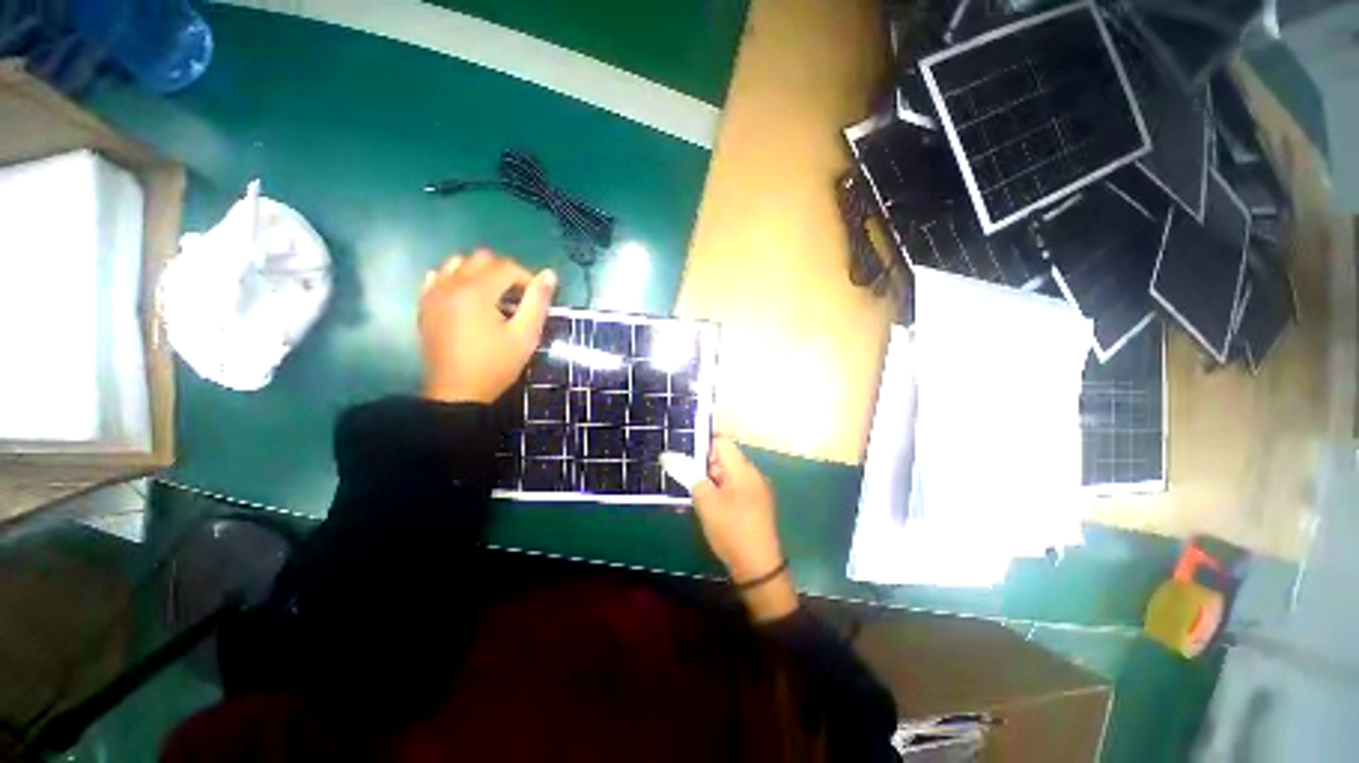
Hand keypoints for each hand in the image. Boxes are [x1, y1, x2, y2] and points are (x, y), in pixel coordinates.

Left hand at [419, 250, 555, 403]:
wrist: (457, 392)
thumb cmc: (496, 364)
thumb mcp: (525, 335)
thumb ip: (538, 302)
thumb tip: (549, 274)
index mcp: (477, 291)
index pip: (507, 266)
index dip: (527, 278)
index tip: (536, 299)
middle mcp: (451, 284)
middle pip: (481, 259)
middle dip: (504, 272)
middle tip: (516, 297)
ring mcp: (433, 293)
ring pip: (457, 264)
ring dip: (479, 273)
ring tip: (492, 297)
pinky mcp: (425, 305)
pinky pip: (438, 277)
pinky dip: (455, 280)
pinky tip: (466, 299)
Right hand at [692, 437, 796, 620]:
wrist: (758, 567)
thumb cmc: (731, 529)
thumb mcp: (706, 502)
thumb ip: (690, 476)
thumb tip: (670, 457)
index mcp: (743, 469)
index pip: (722, 442)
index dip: (701, 443)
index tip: (682, 452)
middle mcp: (752, 474)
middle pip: (725, 458)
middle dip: (703, 464)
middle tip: (682, 474)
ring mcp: (755, 489)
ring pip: (727, 474)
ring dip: (709, 479)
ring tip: (690, 489)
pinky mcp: (754, 504)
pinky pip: (733, 487)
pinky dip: (718, 490)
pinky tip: (705, 503)